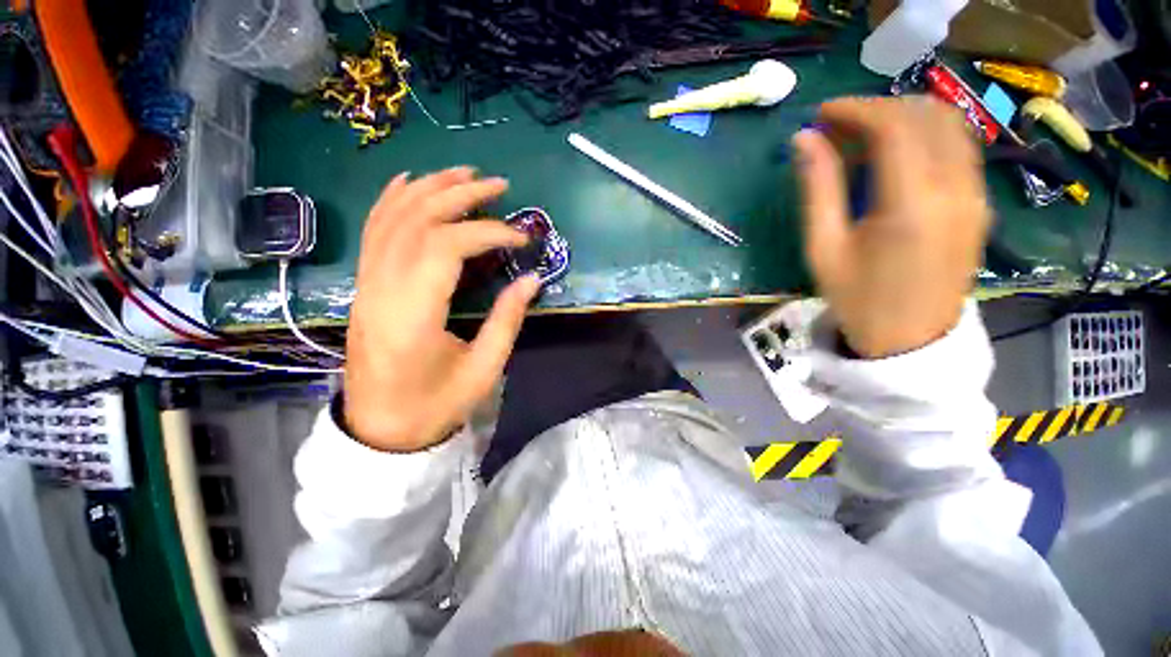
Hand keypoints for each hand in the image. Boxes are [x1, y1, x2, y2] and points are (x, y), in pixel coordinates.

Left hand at [344, 168, 539, 451]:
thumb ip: (507, 319)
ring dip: (429, 188)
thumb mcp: (483, 370)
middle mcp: (382, 289)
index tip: (521, 238)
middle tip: (498, 185)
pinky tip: (410, 182)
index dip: (487, 232)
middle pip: (417, 221)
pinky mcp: (364, 286)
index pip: (446, 247)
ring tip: (463, 172)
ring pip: (392, 218)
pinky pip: (373, 231)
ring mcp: (366, 285)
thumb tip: (532, 279)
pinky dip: (391, 200)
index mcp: (412, 316)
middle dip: (461, 195)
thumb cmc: (435, 405)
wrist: (380, 429)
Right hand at [793, 97, 991, 358]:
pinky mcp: (980, 202)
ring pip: (950, 125)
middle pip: (926, 115)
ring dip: (905, 117)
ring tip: (864, 135)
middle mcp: (955, 189)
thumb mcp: (824, 247)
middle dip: (879, 108)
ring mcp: (976, 194)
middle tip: (839, 125)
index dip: (855, 109)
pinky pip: (959, 147)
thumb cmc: (857, 298)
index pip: (893, 127)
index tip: (822, 113)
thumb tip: (805, 140)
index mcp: (911, 205)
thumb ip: (818, 188)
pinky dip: (926, 135)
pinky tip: (895, 155)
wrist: (910, 340)